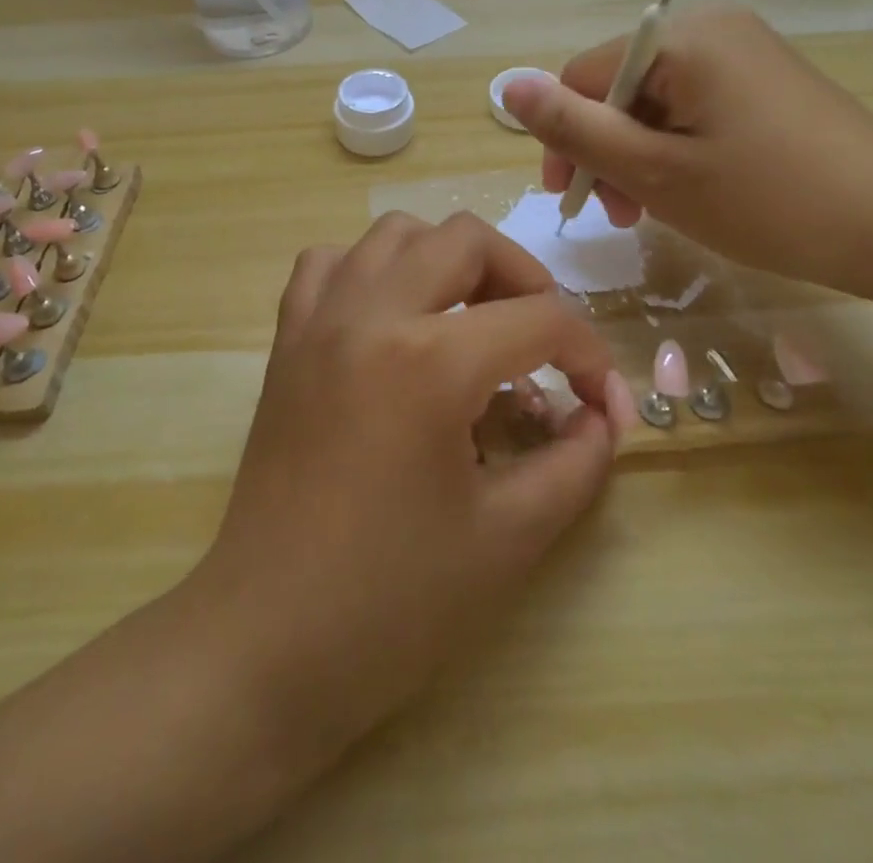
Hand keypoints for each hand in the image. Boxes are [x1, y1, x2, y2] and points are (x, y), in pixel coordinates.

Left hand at [193, 211, 631, 757]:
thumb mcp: (509, 538)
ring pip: (395, 233)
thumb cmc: (393, 601)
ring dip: (447, 260)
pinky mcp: (286, 340)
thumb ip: (575, 463)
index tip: (603, 402)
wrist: (269, 639)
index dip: (589, 355)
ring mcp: (319, 320)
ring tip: (470, 320)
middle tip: (541, 341)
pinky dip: (371, 271)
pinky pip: (330, 264)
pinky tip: (391, 319)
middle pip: (466, 239)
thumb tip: (601, 418)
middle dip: (524, 279)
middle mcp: (370, 314)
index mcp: (429, 361)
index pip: (539, 320)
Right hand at [501, 4, 872, 299]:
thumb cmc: (771, 201)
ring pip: (655, 102)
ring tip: (647, 211)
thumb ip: (575, 129)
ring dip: (636, 155)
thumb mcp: (656, 172)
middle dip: (604, 149)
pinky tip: (686, 190)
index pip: (584, 74)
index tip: (570, 199)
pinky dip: (675, 149)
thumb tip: (508, 86)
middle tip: (617, 214)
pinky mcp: (766, 81)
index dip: (564, 136)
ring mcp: (744, 53)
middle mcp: (712, 28)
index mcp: (683, 38)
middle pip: (620, 86)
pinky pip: (694, 107)